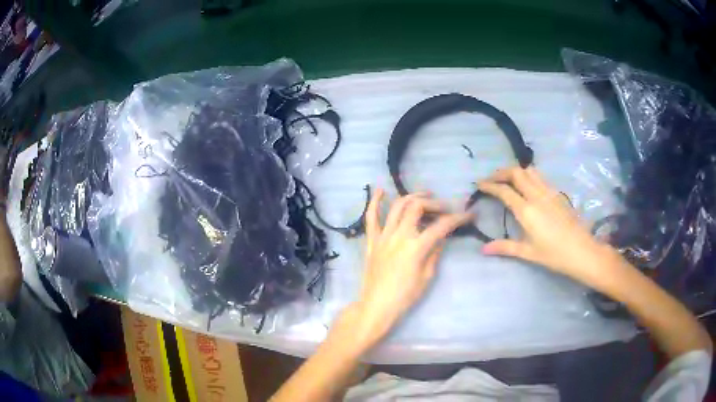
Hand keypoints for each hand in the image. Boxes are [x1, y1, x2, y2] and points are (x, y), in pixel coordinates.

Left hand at [336, 189, 473, 353]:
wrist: (376, 306)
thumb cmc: (405, 297)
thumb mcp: (427, 276)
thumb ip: (435, 252)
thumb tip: (442, 236)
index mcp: (416, 247)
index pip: (442, 225)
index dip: (459, 218)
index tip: (469, 214)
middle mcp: (399, 236)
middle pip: (418, 207)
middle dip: (435, 203)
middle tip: (445, 208)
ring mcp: (383, 236)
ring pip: (397, 206)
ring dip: (413, 197)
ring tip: (425, 196)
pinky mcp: (371, 241)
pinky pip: (371, 218)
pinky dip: (375, 202)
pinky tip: (380, 190)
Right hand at [478, 166, 620, 290]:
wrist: (582, 251)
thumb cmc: (554, 255)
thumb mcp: (528, 253)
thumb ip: (505, 247)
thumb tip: (483, 249)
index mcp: (527, 211)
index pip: (504, 191)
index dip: (489, 185)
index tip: (479, 184)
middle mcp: (537, 196)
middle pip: (516, 173)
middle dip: (501, 172)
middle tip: (491, 179)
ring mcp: (549, 192)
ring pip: (529, 171)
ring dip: (515, 171)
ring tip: (507, 179)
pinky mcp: (557, 194)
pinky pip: (540, 177)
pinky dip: (528, 175)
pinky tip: (527, 186)